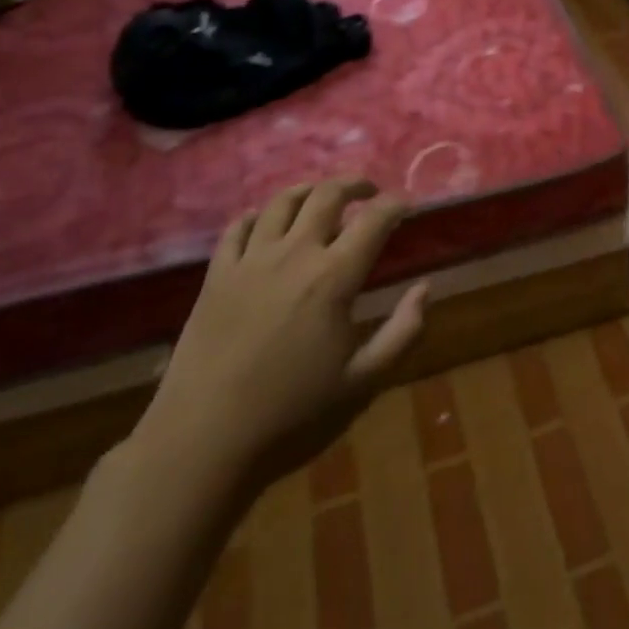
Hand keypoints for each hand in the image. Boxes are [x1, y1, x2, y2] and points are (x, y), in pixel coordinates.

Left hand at [132, 178, 428, 498]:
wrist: (203, 445)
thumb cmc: (292, 416)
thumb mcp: (364, 382)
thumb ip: (403, 331)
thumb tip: (425, 288)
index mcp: (334, 277)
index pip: (374, 219)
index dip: (395, 204)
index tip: (406, 205)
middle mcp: (294, 254)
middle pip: (327, 195)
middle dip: (354, 184)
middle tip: (368, 191)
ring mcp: (250, 262)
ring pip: (281, 202)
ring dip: (308, 190)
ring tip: (320, 196)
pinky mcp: (215, 277)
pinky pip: (236, 229)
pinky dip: (256, 216)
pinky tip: (263, 221)